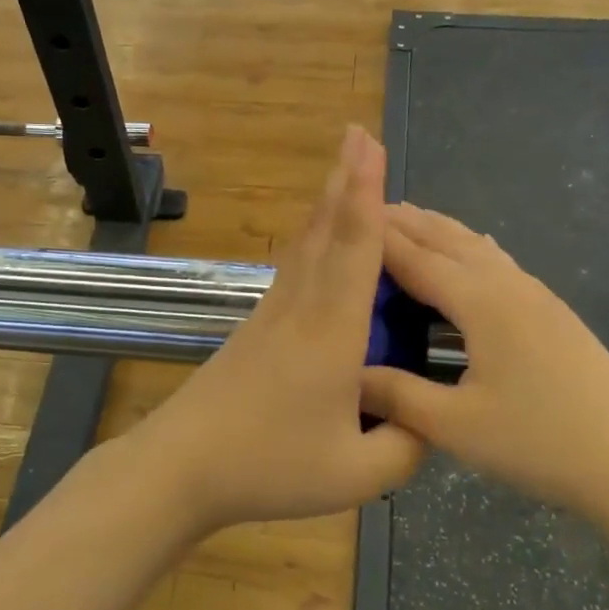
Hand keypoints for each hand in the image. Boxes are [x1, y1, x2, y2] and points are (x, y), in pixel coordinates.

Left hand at [121, 127, 424, 535]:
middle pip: (325, 232)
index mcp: (331, 332)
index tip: (368, 145)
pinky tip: (318, 246)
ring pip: (306, 247)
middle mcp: (300, 309)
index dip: (366, 195)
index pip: (355, 250)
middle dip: (345, 181)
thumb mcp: (356, 474)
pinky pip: (294, 271)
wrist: (180, 466)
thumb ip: (405, 447)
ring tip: (343, 174)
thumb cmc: (268, 466)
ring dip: (328, 205)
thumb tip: (428, 422)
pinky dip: (314, 242)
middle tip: (357, 135)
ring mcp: (271, 317)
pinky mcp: (255, 330)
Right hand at [360, 204, 608, 523]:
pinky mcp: (552, 312)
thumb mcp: (456, 426)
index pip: (415, 257)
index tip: (337, 216)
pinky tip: (472, 252)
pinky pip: (498, 262)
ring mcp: (536, 295)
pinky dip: (468, 247)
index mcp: (480, 302)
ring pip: (476, 246)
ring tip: (406, 219)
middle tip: (362, 206)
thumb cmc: (541, 442)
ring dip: (438, 229)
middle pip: (447, 239)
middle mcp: (507, 284)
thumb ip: (395, 395)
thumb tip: (345, 372)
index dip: (375, 237)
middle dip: (405, 221)